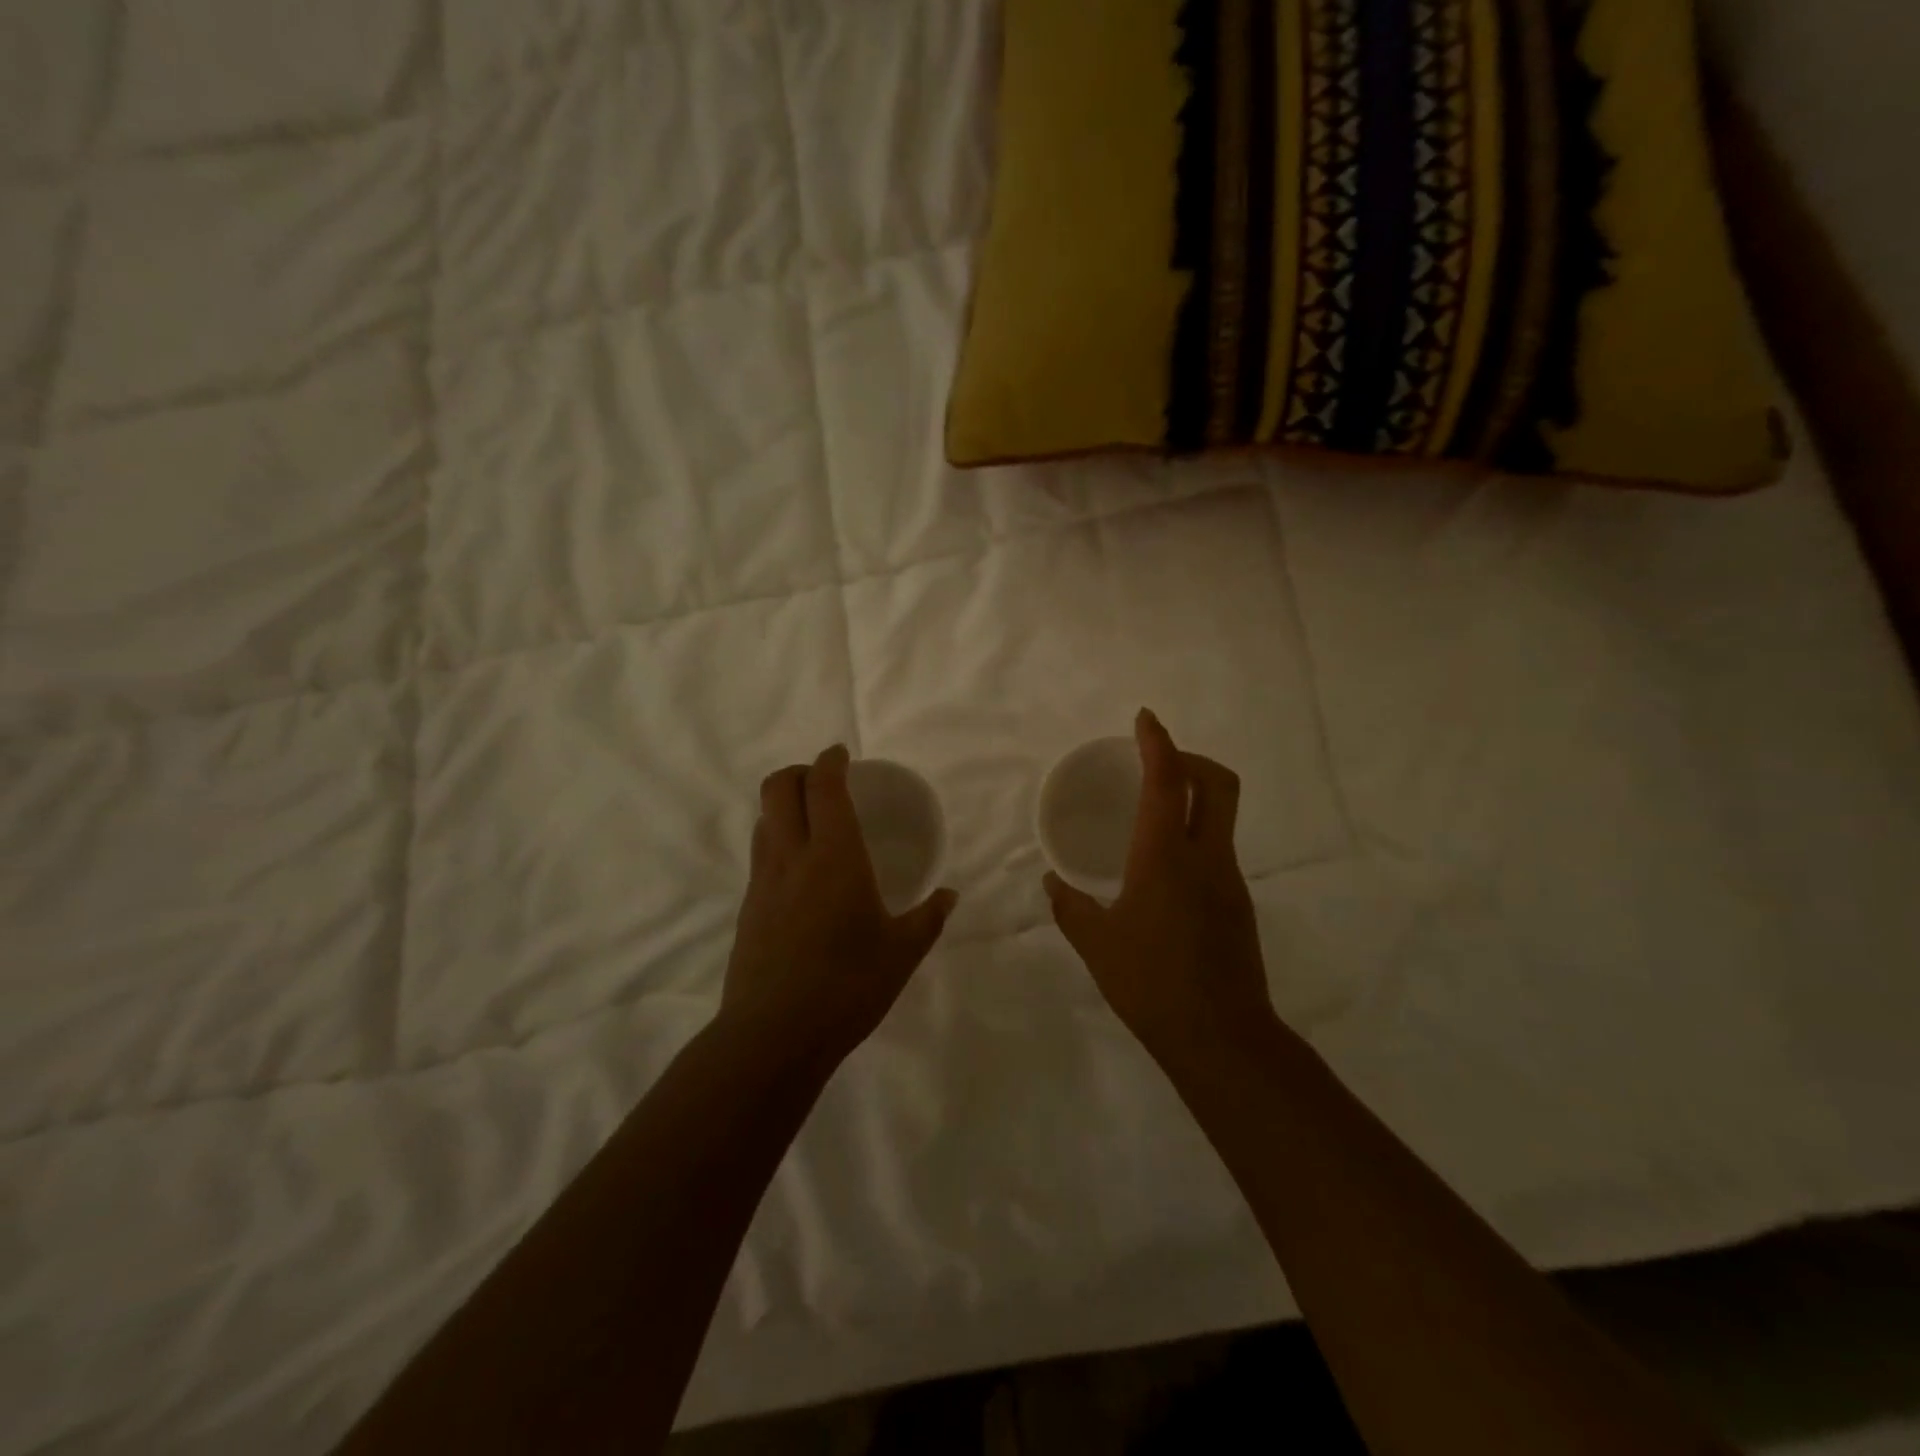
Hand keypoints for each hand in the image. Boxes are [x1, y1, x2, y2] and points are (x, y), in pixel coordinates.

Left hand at [723, 744, 957, 1066]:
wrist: (773, 1035)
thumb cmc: (847, 986)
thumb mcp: (901, 953)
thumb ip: (928, 918)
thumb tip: (949, 896)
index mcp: (834, 856)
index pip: (823, 787)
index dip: (829, 761)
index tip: (840, 754)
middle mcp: (792, 857)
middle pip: (777, 787)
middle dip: (798, 771)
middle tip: (824, 781)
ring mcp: (762, 881)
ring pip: (763, 819)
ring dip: (783, 804)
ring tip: (811, 821)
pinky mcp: (747, 907)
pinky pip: (759, 853)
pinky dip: (776, 839)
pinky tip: (799, 871)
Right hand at [1044, 710, 1273, 1065]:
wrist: (1221, 1036)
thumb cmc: (1150, 984)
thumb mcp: (1097, 944)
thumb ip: (1070, 906)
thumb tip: (1051, 882)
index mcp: (1164, 858)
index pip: (1168, 782)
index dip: (1158, 743)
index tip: (1145, 719)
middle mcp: (1205, 857)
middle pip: (1218, 783)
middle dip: (1191, 758)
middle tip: (1158, 761)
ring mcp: (1229, 879)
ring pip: (1222, 815)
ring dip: (1195, 796)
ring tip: (1154, 812)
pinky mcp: (1239, 902)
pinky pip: (1218, 848)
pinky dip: (1195, 834)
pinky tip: (1165, 867)